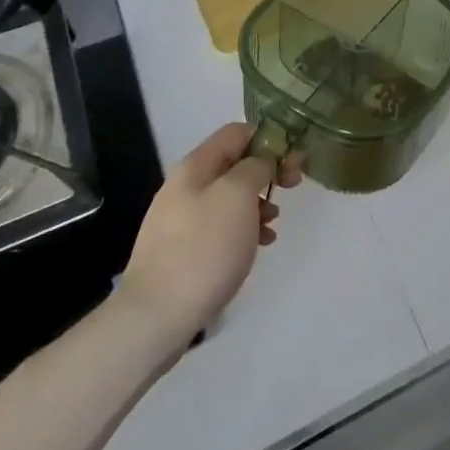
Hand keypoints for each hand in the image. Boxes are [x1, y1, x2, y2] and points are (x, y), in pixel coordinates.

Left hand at [114, 123, 301, 343]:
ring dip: (258, 203)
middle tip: (293, 186)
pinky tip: (259, 245)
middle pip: (234, 164)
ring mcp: (181, 220)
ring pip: (230, 197)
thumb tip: (262, 161)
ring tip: (274, 224)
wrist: (156, 317)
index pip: (237, 132)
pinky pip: (220, 226)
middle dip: (267, 172)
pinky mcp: (182, 251)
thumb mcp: (239, 195)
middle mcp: (185, 186)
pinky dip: (244, 229)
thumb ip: (257, 166)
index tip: (293, 160)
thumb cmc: (204, 248)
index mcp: (195, 166)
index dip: (269, 139)